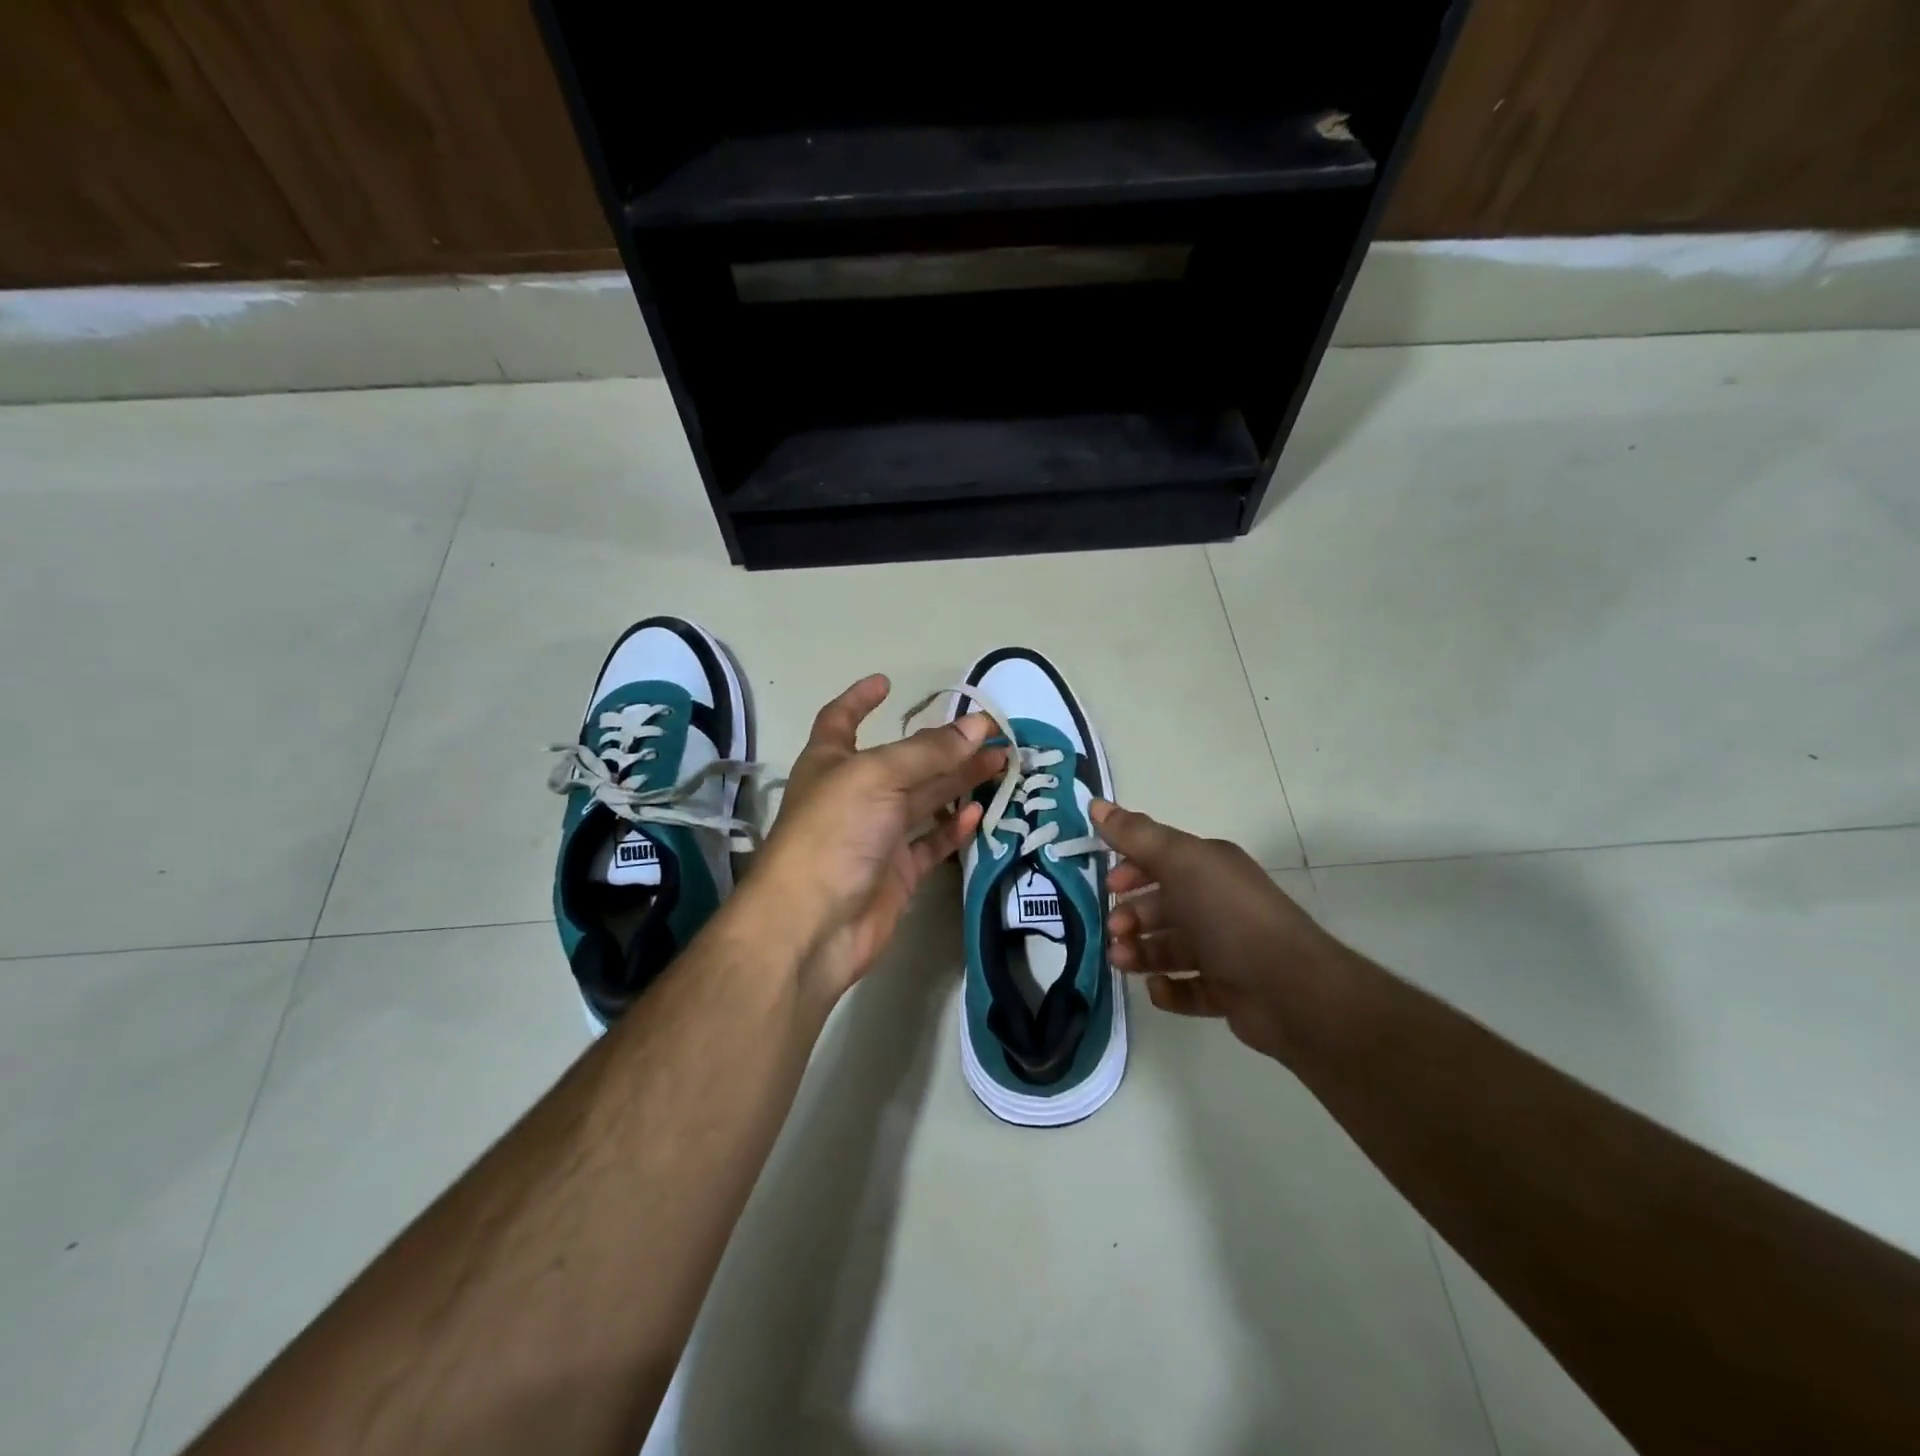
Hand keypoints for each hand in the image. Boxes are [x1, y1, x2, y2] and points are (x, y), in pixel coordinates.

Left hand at [751, 675, 1004, 1001]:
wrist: (814, 924)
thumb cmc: (834, 832)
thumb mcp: (878, 776)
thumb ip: (929, 751)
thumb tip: (979, 725)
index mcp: (832, 762)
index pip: (842, 720)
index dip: (861, 699)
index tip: (887, 682)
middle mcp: (854, 795)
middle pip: (904, 761)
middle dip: (943, 744)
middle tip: (990, 733)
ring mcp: (876, 836)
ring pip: (925, 800)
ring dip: (959, 781)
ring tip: (1000, 765)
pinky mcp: (897, 873)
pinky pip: (932, 843)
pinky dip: (954, 828)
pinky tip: (980, 813)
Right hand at [1091, 799, 1342, 1064]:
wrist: (1290, 989)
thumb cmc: (1229, 916)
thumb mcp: (1180, 862)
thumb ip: (1136, 835)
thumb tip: (1096, 803)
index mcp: (1210, 868)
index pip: (1161, 860)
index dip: (1130, 869)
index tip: (1108, 887)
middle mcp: (1217, 903)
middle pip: (1162, 906)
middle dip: (1131, 916)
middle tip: (1115, 932)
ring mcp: (1224, 949)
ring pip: (1169, 947)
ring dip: (1140, 952)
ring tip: (1122, 962)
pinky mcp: (1228, 991)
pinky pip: (1188, 987)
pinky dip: (1168, 988)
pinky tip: (1158, 988)